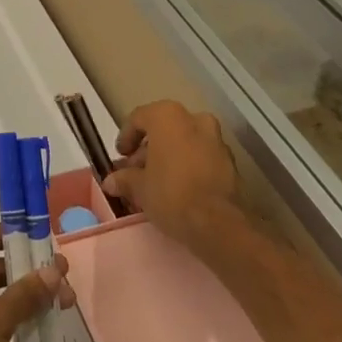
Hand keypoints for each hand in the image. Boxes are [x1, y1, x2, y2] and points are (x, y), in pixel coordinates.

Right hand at [103, 100, 239, 241]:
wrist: (220, 224)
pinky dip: (188, 165)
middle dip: (148, 149)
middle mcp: (194, 119)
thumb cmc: (172, 194)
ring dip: (169, 157)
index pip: (138, 118)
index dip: (126, 137)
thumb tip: (110, 181)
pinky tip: (179, 188)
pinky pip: (201, 156)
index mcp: (168, 116)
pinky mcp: (230, 161)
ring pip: (185, 142)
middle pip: (163, 129)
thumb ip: (124, 179)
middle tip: (136, 172)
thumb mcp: (139, 188)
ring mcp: (216, 139)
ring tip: (157, 182)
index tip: (121, 157)